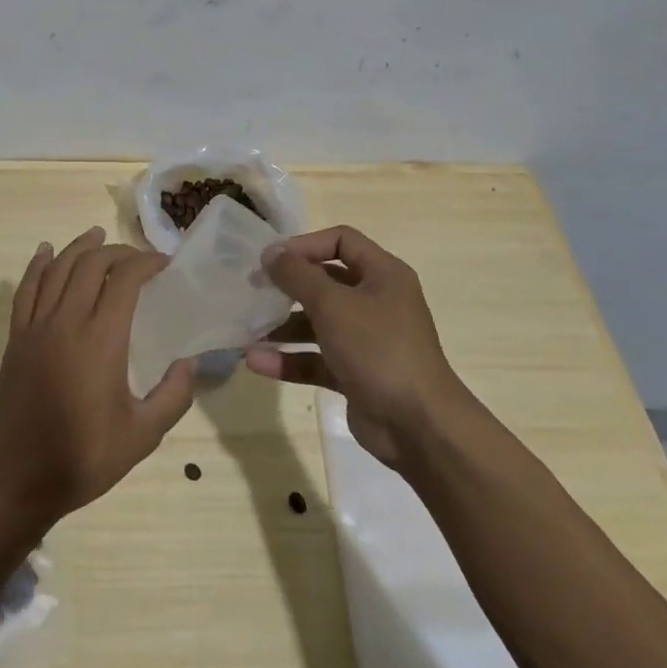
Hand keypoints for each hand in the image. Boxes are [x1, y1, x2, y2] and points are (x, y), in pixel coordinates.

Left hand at [0, 228, 195, 522]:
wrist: (17, 478)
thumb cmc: (83, 458)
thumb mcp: (142, 436)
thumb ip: (173, 396)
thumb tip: (189, 362)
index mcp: (100, 340)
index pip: (124, 280)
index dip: (146, 262)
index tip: (164, 263)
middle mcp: (66, 322)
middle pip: (91, 265)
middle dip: (117, 251)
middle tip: (138, 257)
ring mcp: (36, 327)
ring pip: (57, 269)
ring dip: (79, 247)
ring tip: (97, 235)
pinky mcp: (16, 337)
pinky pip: (26, 289)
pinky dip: (38, 265)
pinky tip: (46, 251)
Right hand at [244, 225, 463, 466]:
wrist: (419, 427)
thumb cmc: (377, 349)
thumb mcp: (332, 304)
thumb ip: (297, 274)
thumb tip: (270, 252)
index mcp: (383, 275)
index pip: (341, 241)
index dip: (305, 244)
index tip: (272, 259)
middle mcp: (377, 302)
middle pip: (326, 281)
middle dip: (288, 286)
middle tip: (253, 289)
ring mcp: (367, 340)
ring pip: (317, 323)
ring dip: (283, 326)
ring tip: (247, 329)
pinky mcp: (355, 374)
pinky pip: (316, 358)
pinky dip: (289, 359)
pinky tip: (256, 361)